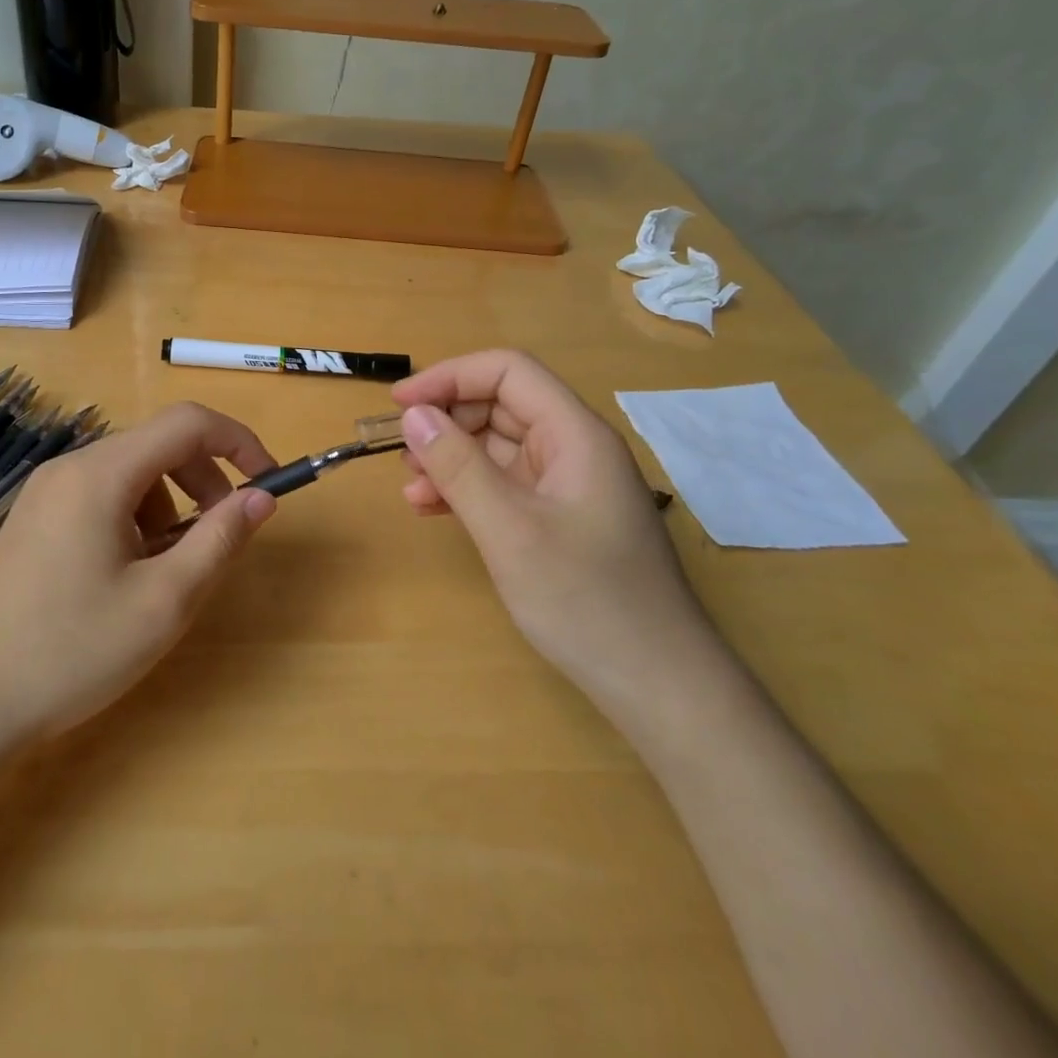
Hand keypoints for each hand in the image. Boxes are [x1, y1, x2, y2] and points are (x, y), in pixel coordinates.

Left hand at [0, 403, 277, 740]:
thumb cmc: (73, 651)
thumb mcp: (165, 600)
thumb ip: (220, 539)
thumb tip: (262, 497)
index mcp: (101, 474)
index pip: (188, 423)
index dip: (238, 442)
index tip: (267, 482)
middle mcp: (71, 467)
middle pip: (159, 444)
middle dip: (205, 479)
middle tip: (223, 534)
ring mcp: (47, 491)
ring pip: (133, 471)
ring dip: (172, 503)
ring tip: (170, 566)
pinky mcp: (36, 517)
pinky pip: (104, 493)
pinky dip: (137, 516)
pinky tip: (128, 571)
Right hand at [392, 350, 717, 708]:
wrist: (657, 685)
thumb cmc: (585, 600)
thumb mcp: (509, 530)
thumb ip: (458, 467)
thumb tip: (414, 414)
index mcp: (575, 434)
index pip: (508, 372)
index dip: (450, 377)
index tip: (400, 404)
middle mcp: (574, 449)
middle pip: (502, 406)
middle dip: (448, 422)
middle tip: (403, 455)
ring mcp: (569, 486)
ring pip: (499, 447)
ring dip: (452, 458)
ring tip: (412, 487)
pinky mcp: (560, 519)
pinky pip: (506, 485)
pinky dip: (468, 489)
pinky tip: (434, 509)